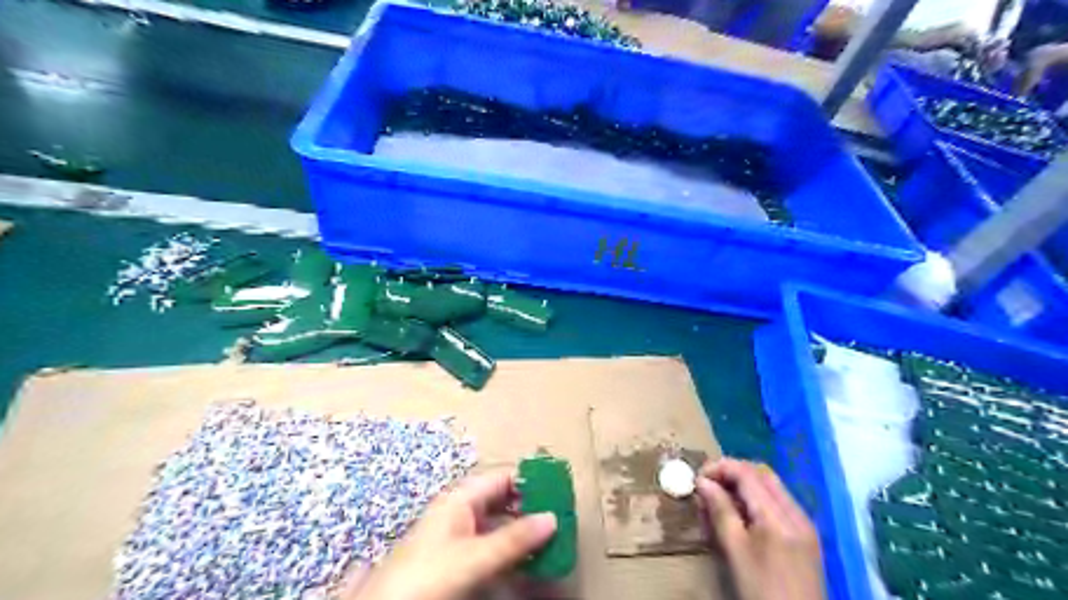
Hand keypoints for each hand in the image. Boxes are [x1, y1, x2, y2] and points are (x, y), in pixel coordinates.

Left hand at [349, 473, 560, 598]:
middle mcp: (460, 509)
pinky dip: (511, 547)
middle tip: (560, 514)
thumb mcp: (475, 556)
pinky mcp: (457, 556)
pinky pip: (491, 543)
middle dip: (529, 505)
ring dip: (522, 528)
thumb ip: (514, 539)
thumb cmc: (430, 572)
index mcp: (461, 497)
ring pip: (498, 522)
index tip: (558, 488)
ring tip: (551, 536)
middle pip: (502, 498)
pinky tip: (527, 558)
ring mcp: (458, 533)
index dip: (529, 479)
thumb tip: (552, 518)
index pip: (502, 477)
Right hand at [697, 460, 827, 599]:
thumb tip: (702, 482)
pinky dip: (756, 500)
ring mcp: (804, 524)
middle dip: (732, 473)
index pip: (747, 473)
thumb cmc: (761, 589)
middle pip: (761, 474)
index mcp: (778, 515)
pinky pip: (778, 504)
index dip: (719, 468)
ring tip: (718, 500)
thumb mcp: (734, 551)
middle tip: (707, 485)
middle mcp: (795, 512)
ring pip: (770, 487)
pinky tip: (740, 516)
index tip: (697, 477)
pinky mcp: (805, 536)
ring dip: (743, 485)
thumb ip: (719, 511)